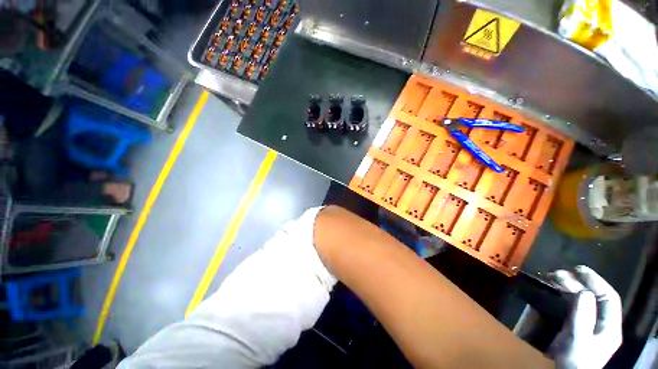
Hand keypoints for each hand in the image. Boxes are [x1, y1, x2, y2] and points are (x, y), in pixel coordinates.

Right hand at [549, 265, 622, 368]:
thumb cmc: (576, 358)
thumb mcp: (579, 338)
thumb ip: (583, 317)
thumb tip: (584, 292)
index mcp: (609, 325)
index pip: (608, 297)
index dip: (596, 281)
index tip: (578, 269)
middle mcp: (602, 322)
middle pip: (593, 297)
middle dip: (577, 282)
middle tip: (557, 272)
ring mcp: (590, 324)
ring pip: (583, 299)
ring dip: (569, 286)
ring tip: (552, 276)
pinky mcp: (577, 325)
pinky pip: (574, 305)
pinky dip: (565, 295)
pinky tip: (556, 289)